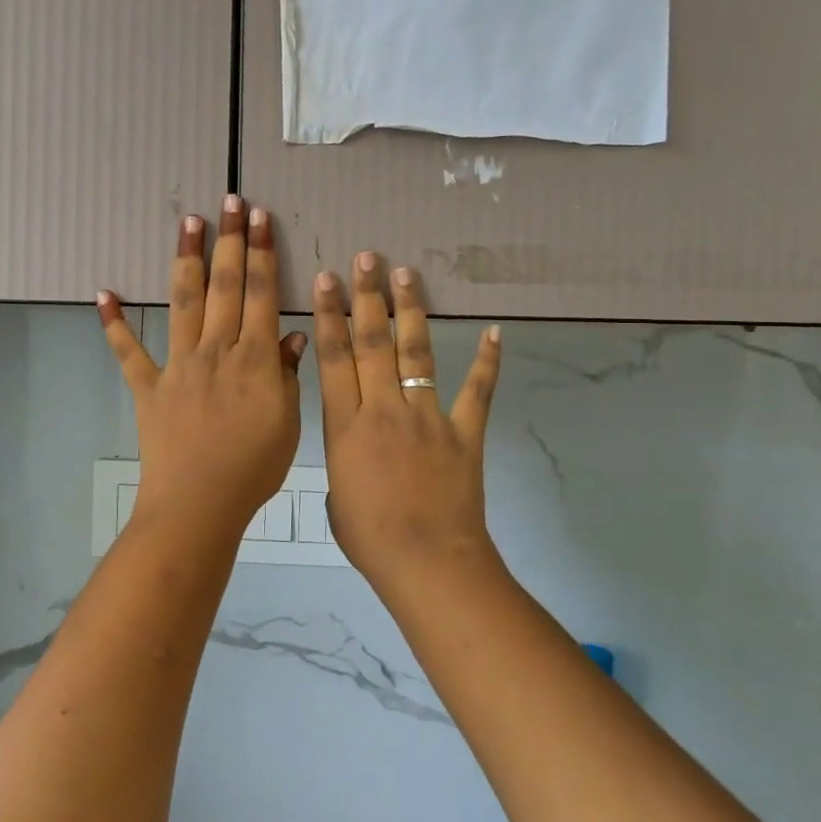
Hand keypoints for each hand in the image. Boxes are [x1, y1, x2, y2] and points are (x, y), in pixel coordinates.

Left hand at [99, 197, 306, 545]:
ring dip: (186, 261)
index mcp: (255, 359)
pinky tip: (103, 293)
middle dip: (229, 241)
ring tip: (188, 223)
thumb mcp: (287, 423)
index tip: (260, 219)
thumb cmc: (252, 469)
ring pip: (183, 303)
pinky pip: (128, 352)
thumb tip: (293, 333)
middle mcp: (216, 350)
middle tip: (229, 202)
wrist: (198, 503)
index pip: (261, 294)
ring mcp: (178, 365)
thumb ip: (288, 375)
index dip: (261, 253)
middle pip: (224, 286)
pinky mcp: (148, 386)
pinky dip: (114, 324)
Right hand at [313, 254, 502, 584]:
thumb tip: (355, 447)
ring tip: (407, 274)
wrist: (427, 562)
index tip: (326, 279)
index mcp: (345, 426)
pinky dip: (487, 361)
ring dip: (411, 312)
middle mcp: (383, 409)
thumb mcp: (336, 495)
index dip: (329, 315)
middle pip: (372, 343)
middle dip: (366, 297)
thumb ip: (344, 459)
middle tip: (367, 258)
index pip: (334, 358)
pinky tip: (494, 331)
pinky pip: (476, 390)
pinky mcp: (463, 431)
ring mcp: (426, 417)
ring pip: (416, 353)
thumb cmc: (371, 537)